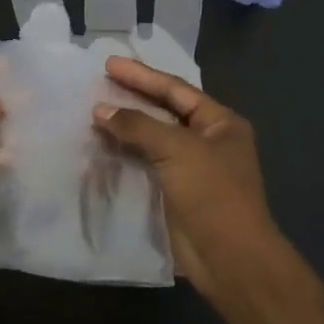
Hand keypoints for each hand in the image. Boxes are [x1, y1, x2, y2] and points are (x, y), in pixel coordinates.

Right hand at [93, 56, 279, 290]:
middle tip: (99, 83)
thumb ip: (137, 125)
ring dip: (125, 127)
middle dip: (132, 98)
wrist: (230, 258)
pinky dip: (124, 153)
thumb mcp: (176, 149)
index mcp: (220, 123)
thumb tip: (100, 109)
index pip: (176, 90)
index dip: (142, 75)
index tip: (109, 64)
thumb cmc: (212, 193)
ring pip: (152, 138)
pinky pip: (145, 163)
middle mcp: (208, 141)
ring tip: (93, 112)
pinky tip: (101, 146)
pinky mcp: (175, 192)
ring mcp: (192, 168)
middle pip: (164, 111)